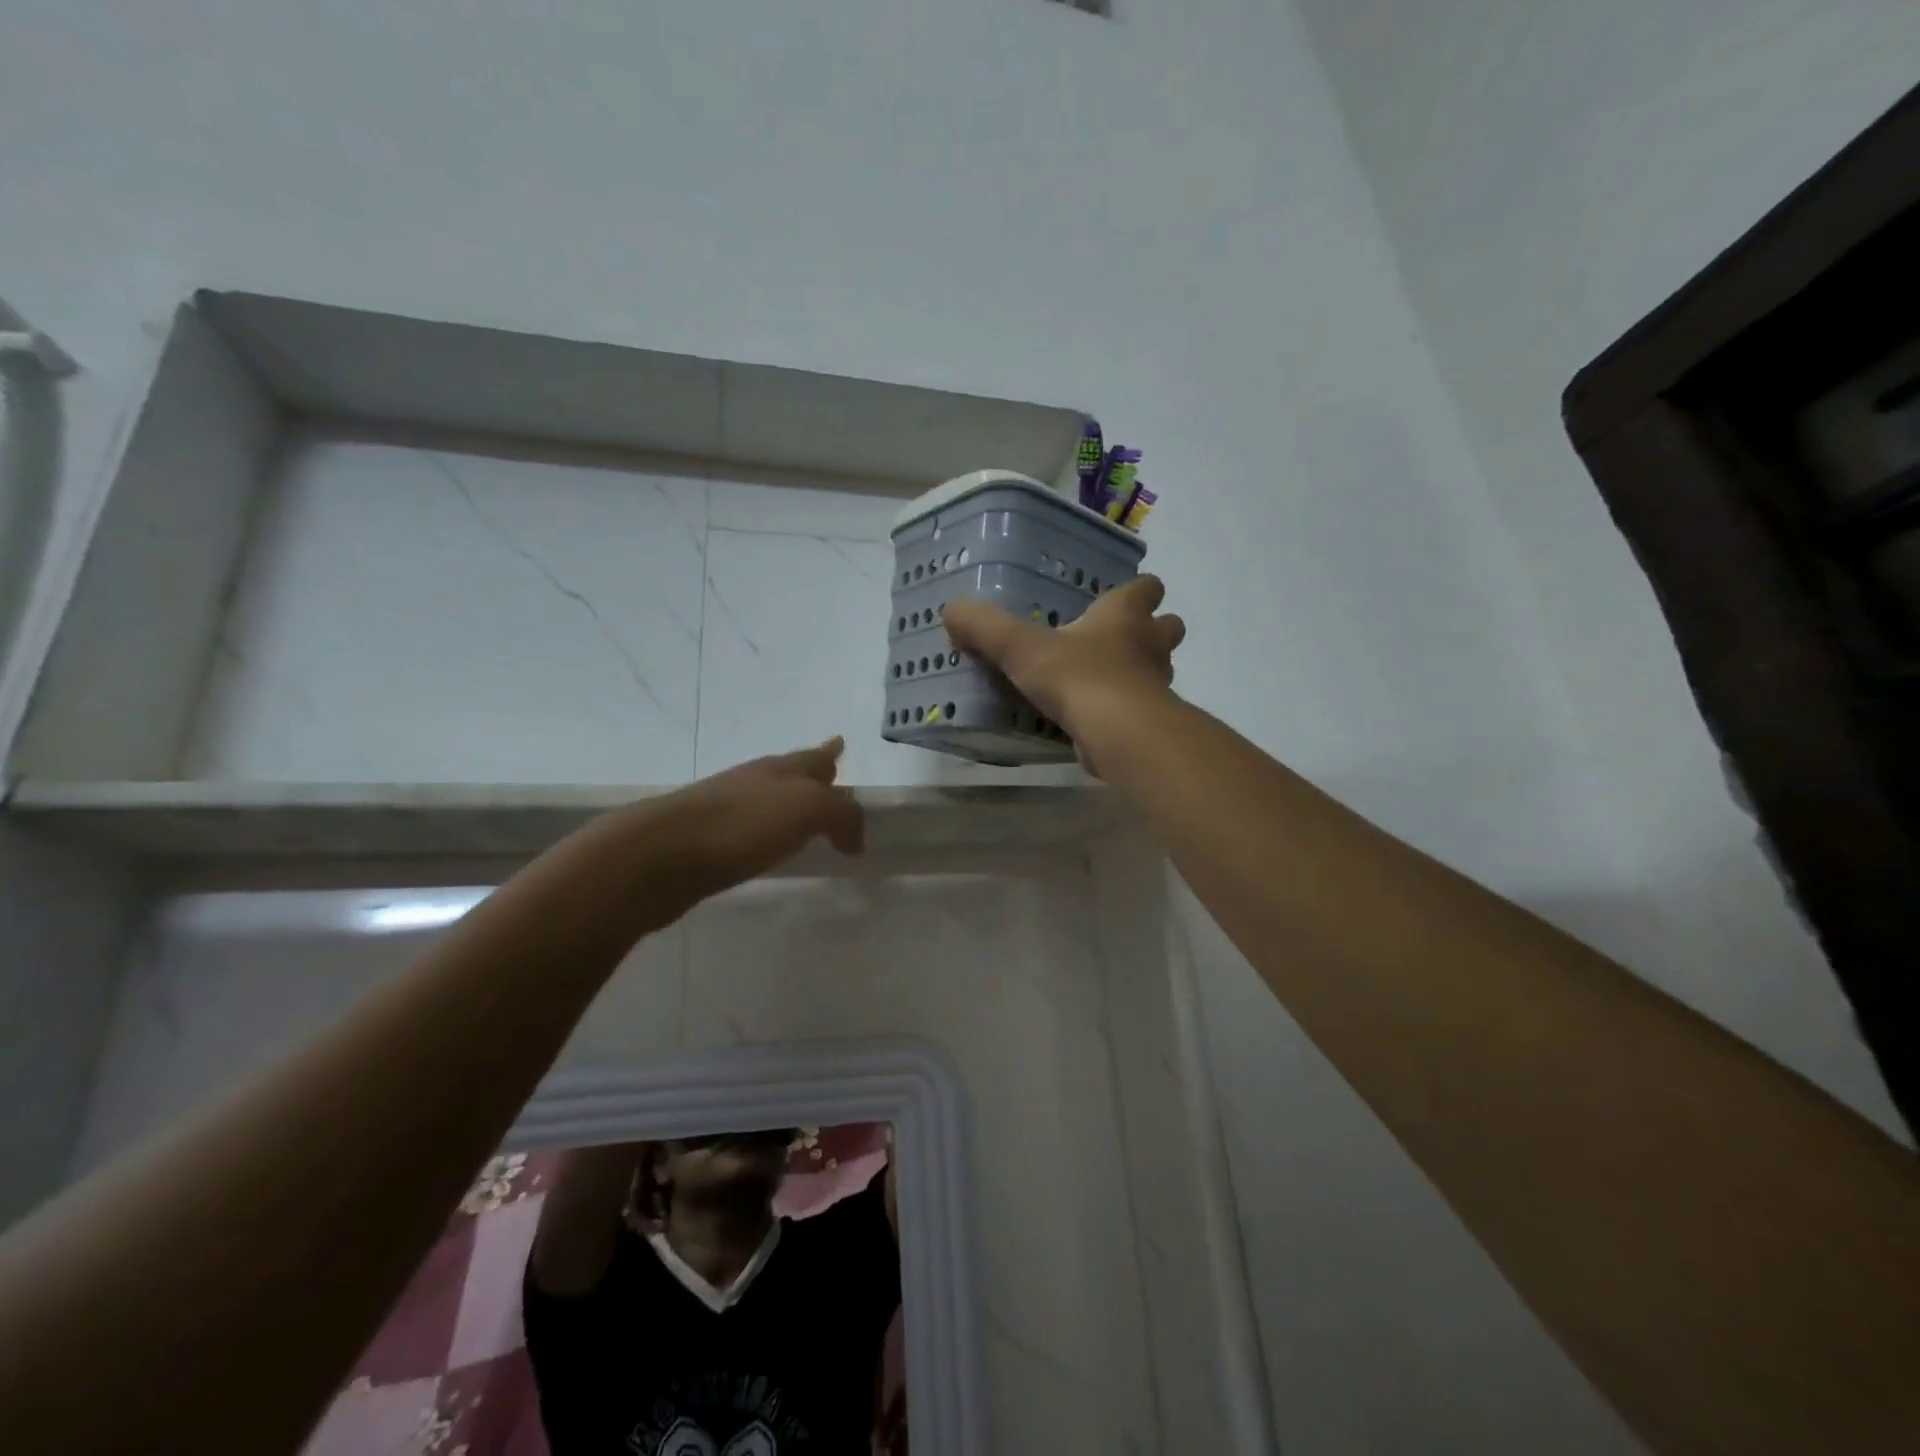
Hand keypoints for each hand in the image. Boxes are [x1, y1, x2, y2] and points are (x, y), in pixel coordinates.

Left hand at [652, 738, 864, 903]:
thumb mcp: (807, 809)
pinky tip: (767, 847)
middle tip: (830, 778)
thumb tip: (854, 838)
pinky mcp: (706, 843)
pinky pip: (749, 831)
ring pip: (768, 800)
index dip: (830, 751)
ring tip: (805, 818)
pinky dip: (766, 833)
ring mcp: (725, 810)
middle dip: (812, 774)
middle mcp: (754, 783)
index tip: (841, 742)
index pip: (814, 756)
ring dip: (788, 804)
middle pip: (790, 773)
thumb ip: (841, 815)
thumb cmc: (740, 824)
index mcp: (780, 770)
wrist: (661, 855)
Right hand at [943, 576, 1184, 757]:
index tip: (1121, 595)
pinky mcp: (1149, 723)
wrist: (1119, 735)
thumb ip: (985, 627)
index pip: (1147, 587)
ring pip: (1159, 670)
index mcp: (1124, 616)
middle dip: (1151, 631)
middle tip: (1116, 640)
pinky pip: (1141, 709)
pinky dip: (1124, 710)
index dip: (1138, 589)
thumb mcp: (1020, 647)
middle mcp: (1149, 646)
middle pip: (1167, 628)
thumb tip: (951, 610)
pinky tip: (1095, 718)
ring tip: (1102, 680)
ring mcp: (1155, 686)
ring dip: (1139, 672)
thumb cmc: (1077, 677)